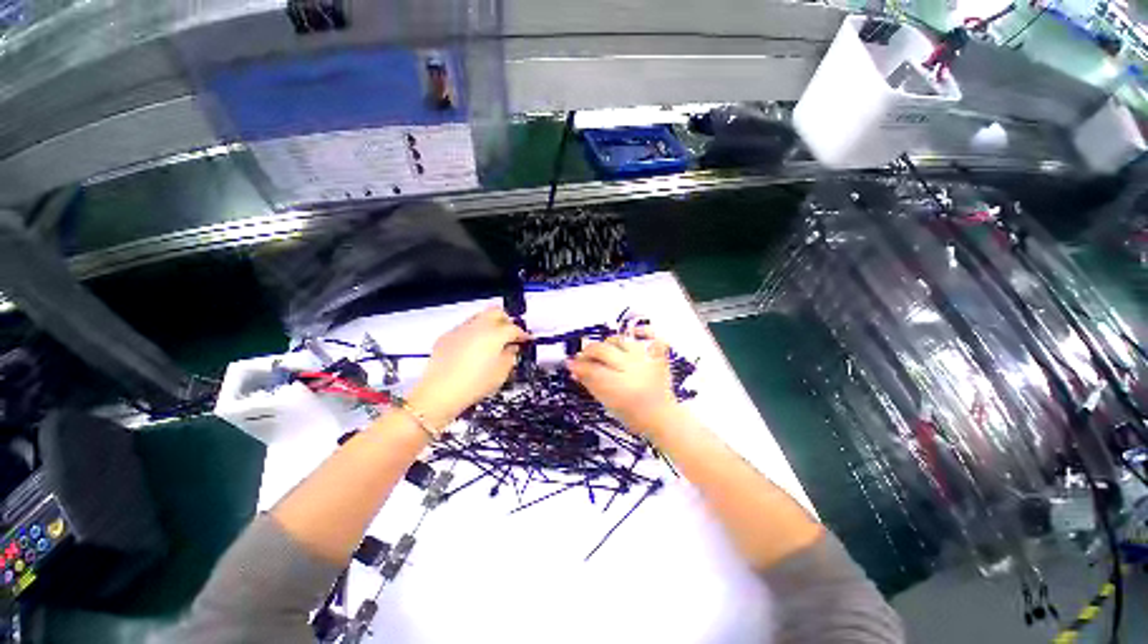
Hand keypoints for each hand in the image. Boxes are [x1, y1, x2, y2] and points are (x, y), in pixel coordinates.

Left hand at [407, 307, 528, 427]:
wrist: (440, 393)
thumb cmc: (474, 385)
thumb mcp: (501, 374)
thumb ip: (510, 356)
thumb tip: (511, 349)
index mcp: (494, 334)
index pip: (514, 328)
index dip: (523, 334)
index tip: (526, 340)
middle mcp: (477, 326)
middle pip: (496, 312)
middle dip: (506, 321)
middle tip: (510, 335)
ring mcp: (460, 329)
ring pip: (479, 317)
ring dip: (489, 325)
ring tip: (491, 342)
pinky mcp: (446, 337)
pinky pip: (465, 328)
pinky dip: (473, 333)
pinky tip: (473, 349)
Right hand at [567, 332, 680, 436]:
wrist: (661, 416)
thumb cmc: (632, 414)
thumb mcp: (607, 403)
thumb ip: (589, 383)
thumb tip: (574, 368)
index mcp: (621, 387)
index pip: (592, 369)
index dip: (578, 365)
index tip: (571, 363)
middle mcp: (635, 368)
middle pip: (604, 349)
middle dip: (589, 351)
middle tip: (583, 356)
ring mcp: (648, 359)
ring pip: (620, 339)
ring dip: (608, 343)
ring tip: (604, 351)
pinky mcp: (658, 354)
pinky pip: (649, 334)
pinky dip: (639, 331)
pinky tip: (631, 335)